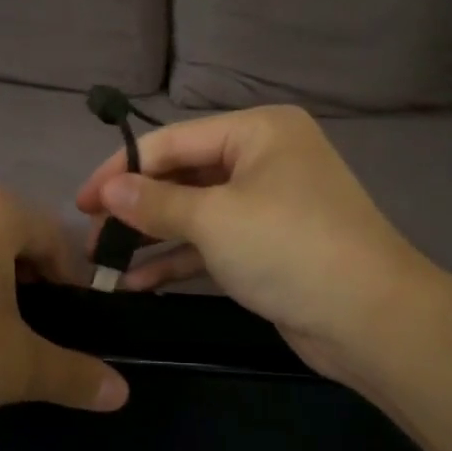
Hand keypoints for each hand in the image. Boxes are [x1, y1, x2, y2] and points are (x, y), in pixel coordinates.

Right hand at [74, 106, 436, 384]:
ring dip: (151, 238)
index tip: (80, 201)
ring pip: (195, 213)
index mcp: (258, 131)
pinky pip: (212, 244)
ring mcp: (267, 205)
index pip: (174, 141)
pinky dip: (178, 259)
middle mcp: (264, 159)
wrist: (371, 319)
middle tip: (89, 236)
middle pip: (184, 176)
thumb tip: (105, 190)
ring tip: (103, 263)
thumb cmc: (290, 247)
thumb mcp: (215, 219)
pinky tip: (137, 282)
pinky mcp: (268, 247)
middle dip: (136, 208)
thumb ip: (155, 202)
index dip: (122, 169)